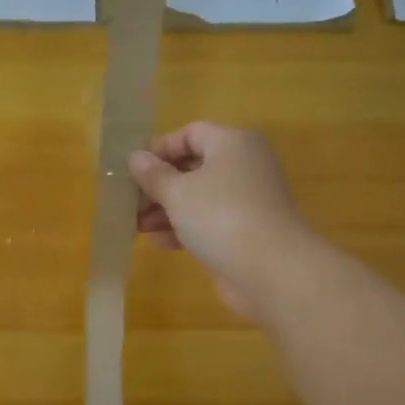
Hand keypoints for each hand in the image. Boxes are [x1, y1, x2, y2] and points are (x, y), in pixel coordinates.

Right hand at [128, 122, 305, 318]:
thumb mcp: (177, 192)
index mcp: (232, 144)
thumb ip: (153, 174)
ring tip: (138, 227)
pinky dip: (185, 228)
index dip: (160, 149)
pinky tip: (159, 242)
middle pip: (193, 167)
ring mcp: (247, 201)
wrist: (272, 271)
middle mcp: (244, 166)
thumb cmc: (221, 216)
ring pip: (199, 197)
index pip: (191, 133)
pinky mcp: (246, 231)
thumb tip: (135, 158)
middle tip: (131, 203)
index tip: (135, 171)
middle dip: (159, 185)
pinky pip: (209, 222)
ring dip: (167, 210)